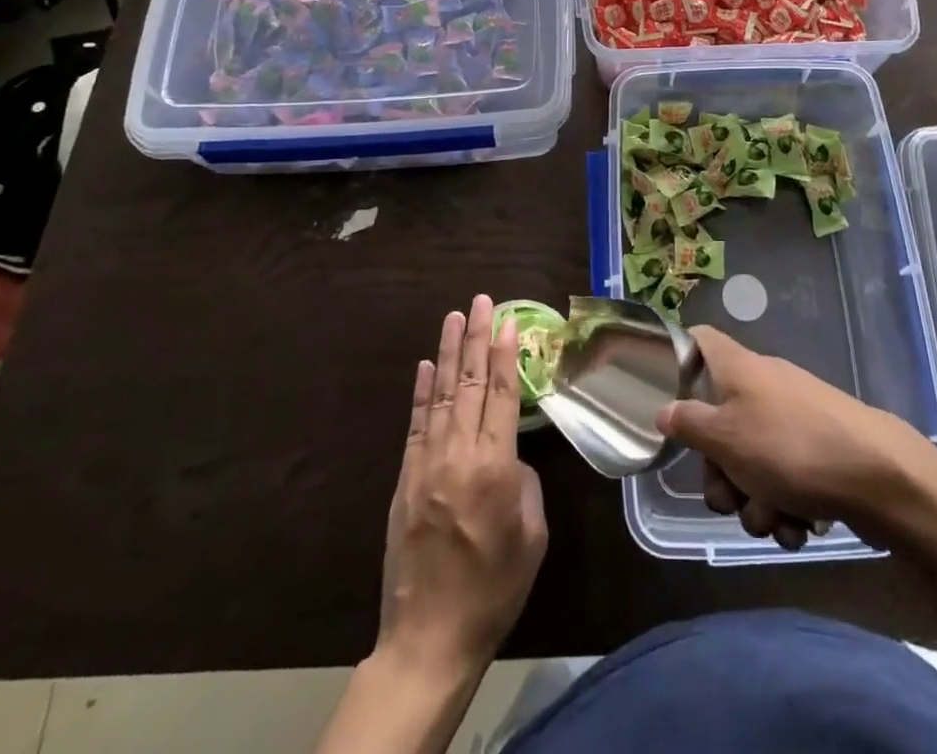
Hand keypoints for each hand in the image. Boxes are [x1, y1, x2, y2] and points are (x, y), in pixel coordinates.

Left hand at [378, 296, 546, 676]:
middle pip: (472, 383)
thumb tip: (510, 457)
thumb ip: (524, 484)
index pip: (505, 394)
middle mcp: (460, 454)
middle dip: (477, 338)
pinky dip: (421, 392)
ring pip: (442, 395)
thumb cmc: (494, 588)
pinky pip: (416, 424)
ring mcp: (427, 464)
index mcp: (497, 467)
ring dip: (449, 352)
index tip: (507, 320)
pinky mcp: (405, 479)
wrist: (430, 636)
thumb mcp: (532, 536)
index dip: (507, 353)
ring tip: (453, 316)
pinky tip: (426, 365)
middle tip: (480, 300)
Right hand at [657, 327, 936, 551]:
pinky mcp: (819, 450)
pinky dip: (785, 505)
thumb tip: (663, 410)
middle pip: (720, 421)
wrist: (878, 475)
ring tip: (773, 519)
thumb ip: (688, 424)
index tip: (667, 395)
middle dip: (721, 472)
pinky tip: (797, 526)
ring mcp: (794, 417)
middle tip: (729, 497)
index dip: (679, 358)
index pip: (700, 339)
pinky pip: (785, 477)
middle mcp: (764, 385)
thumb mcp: (725, 439)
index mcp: (738, 368)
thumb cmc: (788, 447)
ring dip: (754, 500)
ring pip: (752, 460)